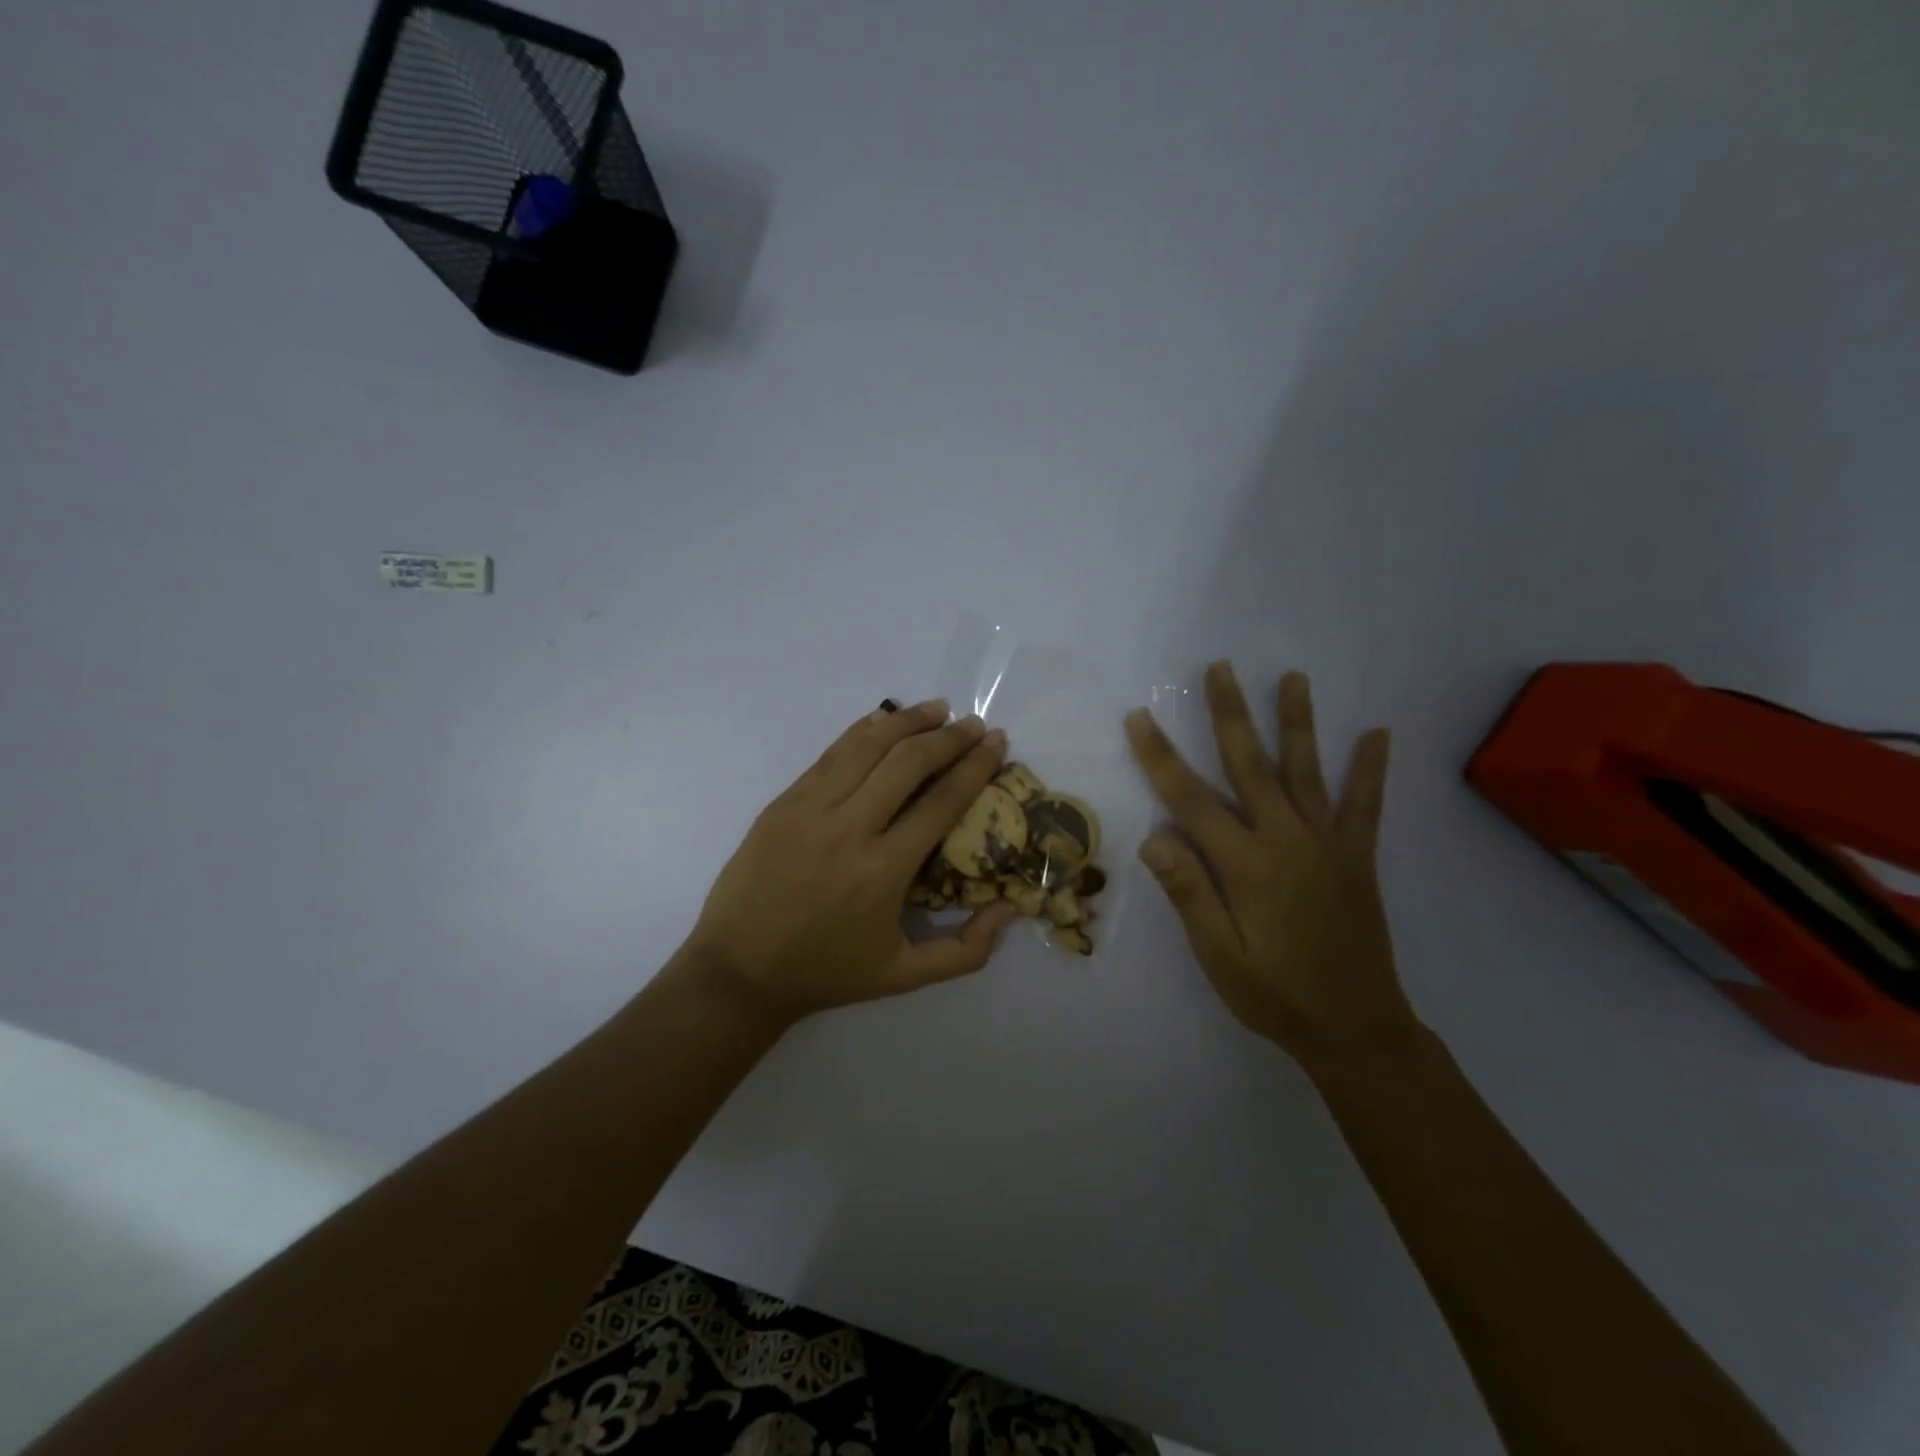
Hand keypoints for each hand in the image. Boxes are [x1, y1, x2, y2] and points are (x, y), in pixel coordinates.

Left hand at [684, 699, 1019, 1025]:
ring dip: (908, 721)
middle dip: (949, 737)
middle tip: (974, 725)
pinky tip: (884, 721)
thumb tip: (1010, 907)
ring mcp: (811, 809)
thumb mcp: (904, 977)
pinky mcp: (784, 802)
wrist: (739, 970)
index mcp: (884, 870)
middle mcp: (849, 828)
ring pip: (867, 746)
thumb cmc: (827, 972)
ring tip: (938, 709)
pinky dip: (863, 731)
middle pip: (908, 762)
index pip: (942, 801)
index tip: (997, 743)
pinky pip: (831, 754)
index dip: (975, 766)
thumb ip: (967, 951)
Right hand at [1125, 663, 1415, 1063]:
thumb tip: (1154, 837)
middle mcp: (1286, 840)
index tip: (1139, 717)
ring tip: (1293, 678)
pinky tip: (1378, 734)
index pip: (1190, 798)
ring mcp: (1326, 844)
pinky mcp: (1357, 857)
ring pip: (1306, 770)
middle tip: (1219, 668)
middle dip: (1230, 714)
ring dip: (1298, 722)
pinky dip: (1370, 769)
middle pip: (1250, 765)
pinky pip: (1365, 805)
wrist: (1354, 1028)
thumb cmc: (1274, 993)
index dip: (1160, 756)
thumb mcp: (1218, 955)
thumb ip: (1190, 893)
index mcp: (1245, 864)